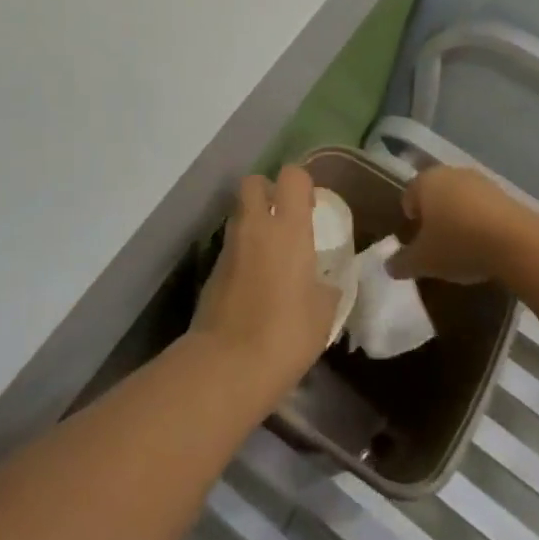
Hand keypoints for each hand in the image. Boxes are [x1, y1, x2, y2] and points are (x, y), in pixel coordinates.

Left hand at [190, 164, 339, 395]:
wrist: (227, 363)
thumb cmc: (286, 334)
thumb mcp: (323, 313)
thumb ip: (326, 288)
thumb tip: (324, 284)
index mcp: (288, 227)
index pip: (292, 176)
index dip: (302, 184)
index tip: (310, 208)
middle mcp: (255, 225)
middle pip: (254, 182)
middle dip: (268, 191)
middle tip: (285, 219)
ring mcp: (229, 244)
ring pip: (240, 212)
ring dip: (254, 221)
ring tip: (272, 254)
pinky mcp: (213, 267)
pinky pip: (231, 244)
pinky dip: (243, 251)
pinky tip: (255, 281)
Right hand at [387, 165, 536, 283]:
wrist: (516, 242)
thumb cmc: (458, 244)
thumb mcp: (424, 261)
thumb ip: (402, 262)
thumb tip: (387, 266)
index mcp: (425, 181)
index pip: (408, 197)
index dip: (410, 220)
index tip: (417, 243)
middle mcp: (450, 173)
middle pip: (435, 195)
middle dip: (434, 217)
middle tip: (438, 245)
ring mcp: (479, 181)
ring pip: (460, 199)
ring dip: (459, 218)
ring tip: (463, 248)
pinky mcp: (505, 193)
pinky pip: (483, 207)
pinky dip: (480, 222)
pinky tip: (486, 246)